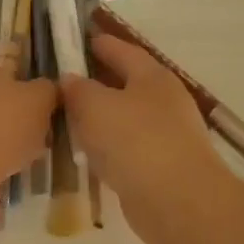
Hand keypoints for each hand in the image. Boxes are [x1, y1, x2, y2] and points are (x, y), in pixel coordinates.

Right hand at [59, 34, 235, 243]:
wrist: (179, 202)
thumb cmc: (136, 141)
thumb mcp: (95, 107)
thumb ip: (78, 90)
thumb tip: (69, 79)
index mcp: (153, 77)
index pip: (122, 50)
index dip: (99, 43)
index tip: (76, 40)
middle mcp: (164, 101)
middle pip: (126, 84)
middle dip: (98, 81)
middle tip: (64, 81)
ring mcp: (166, 136)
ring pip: (125, 118)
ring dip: (101, 117)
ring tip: (68, 118)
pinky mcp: (161, 168)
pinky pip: (127, 148)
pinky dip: (107, 147)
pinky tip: (87, 154)